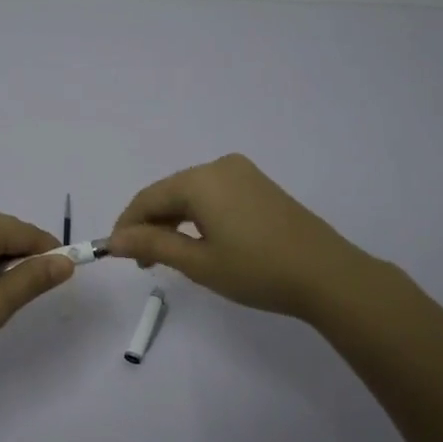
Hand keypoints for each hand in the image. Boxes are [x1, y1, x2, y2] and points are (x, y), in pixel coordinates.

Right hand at [107, 153, 370, 322]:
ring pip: (191, 194)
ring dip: (173, 221)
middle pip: (169, 192)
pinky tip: (198, 241)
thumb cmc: (257, 270)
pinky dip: (197, 216)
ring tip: (167, 257)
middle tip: (142, 263)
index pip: (148, 198)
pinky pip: (214, 195)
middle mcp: (219, 166)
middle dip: (150, 224)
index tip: (114, 254)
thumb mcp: (199, 263)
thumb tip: (114, 241)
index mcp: (201, 180)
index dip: (127, 225)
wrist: (328, 275)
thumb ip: (153, 246)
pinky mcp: (259, 186)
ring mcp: (243, 174)